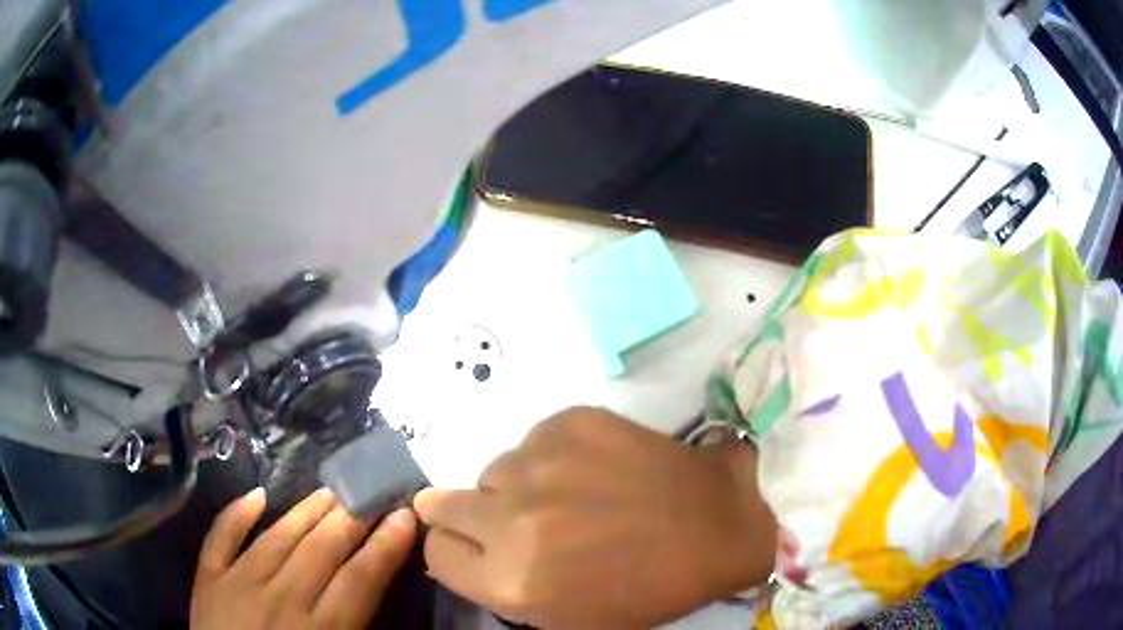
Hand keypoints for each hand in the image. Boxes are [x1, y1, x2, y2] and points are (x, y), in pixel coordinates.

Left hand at [191, 488, 416, 629]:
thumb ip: (357, 629)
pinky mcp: (208, 579)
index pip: (360, 579)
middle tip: (370, 491)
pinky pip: (220, 538)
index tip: (404, 516)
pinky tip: (256, 494)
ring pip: (277, 537)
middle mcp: (281, 599)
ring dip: (306, 511)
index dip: (385, 546)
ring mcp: (238, 583)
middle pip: (321, 550)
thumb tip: (375, 594)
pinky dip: (236, 513)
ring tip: (329, 490)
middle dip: (351, 518)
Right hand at [414, 407, 775, 628]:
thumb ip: (501, 589)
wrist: (718, 524)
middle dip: (468, 515)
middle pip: (444, 503)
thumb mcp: (566, 618)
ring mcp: (540, 462)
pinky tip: (594, 470)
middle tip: (510, 520)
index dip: (453, 550)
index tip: (472, 546)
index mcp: (512, 582)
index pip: (437, 551)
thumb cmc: (648, 588)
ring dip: (516, 487)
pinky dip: (550, 457)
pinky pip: (532, 441)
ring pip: (494, 471)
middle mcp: (512, 520)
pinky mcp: (568, 422)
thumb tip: (461, 549)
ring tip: (569, 497)